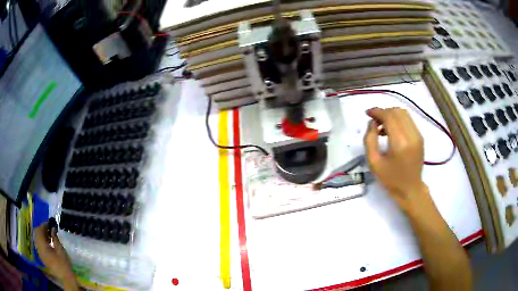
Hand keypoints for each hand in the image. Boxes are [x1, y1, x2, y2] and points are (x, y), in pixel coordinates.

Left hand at [35, 222, 77, 286]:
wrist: (66, 279)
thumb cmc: (64, 264)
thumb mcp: (60, 250)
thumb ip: (55, 238)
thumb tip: (52, 228)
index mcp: (43, 247)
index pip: (39, 231)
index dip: (43, 225)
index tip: (49, 223)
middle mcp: (39, 249)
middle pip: (37, 235)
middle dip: (42, 230)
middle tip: (49, 228)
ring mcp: (40, 254)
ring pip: (38, 240)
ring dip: (42, 236)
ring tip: (49, 236)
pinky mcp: (43, 258)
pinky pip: (40, 246)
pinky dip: (43, 242)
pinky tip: (48, 244)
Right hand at [363, 107, 429, 212]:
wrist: (410, 189)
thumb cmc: (391, 179)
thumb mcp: (374, 163)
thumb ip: (369, 140)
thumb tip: (372, 123)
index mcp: (400, 143)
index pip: (389, 117)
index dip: (377, 112)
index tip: (368, 113)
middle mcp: (411, 135)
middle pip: (396, 112)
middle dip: (383, 112)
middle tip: (374, 121)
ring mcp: (418, 135)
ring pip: (403, 113)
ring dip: (391, 114)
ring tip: (382, 125)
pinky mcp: (420, 137)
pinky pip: (408, 120)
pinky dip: (398, 119)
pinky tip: (392, 130)